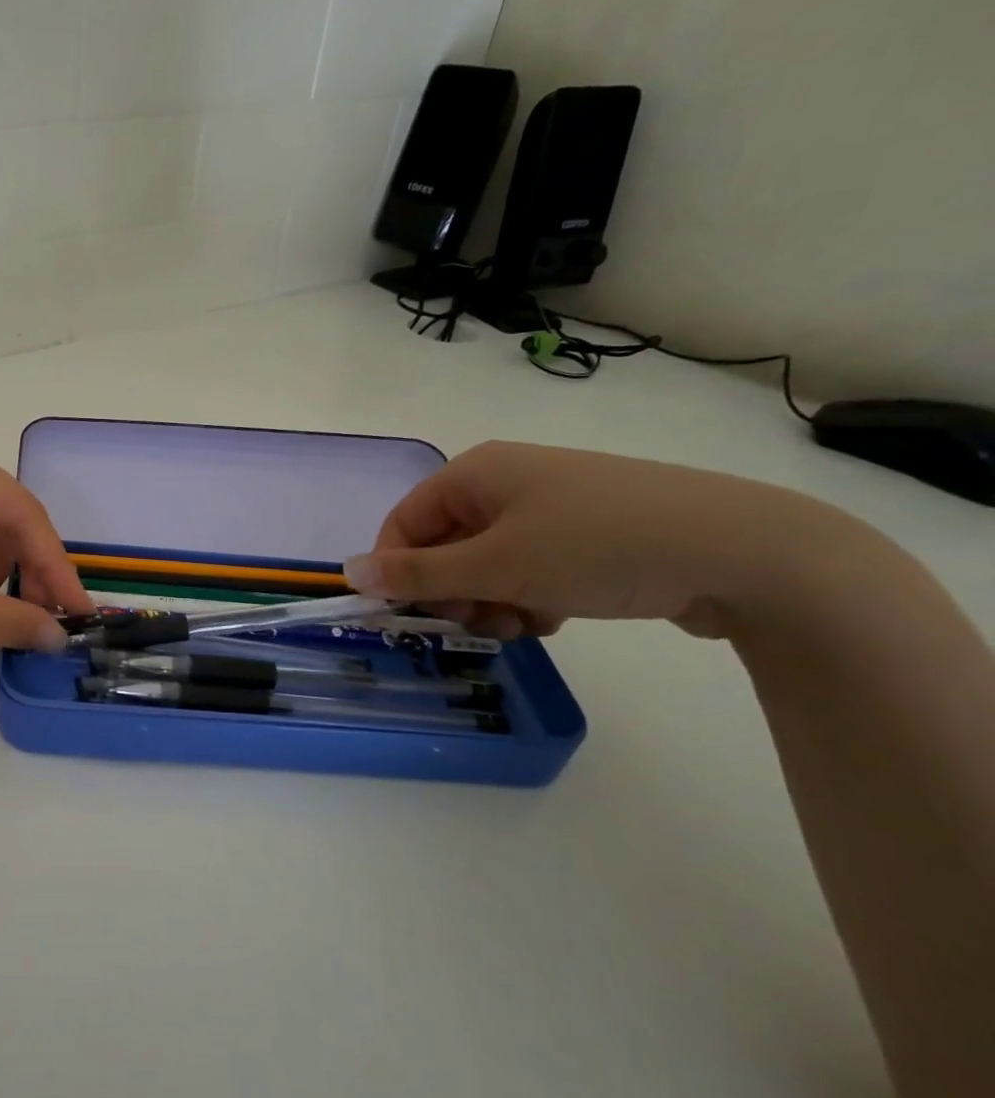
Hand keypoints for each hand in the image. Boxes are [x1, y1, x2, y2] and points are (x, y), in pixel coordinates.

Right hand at [342, 441, 863, 640]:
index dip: (399, 571)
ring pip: (488, 562)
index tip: (414, 616)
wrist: (748, 553)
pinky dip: (530, 596)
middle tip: (480, 625)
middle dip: (454, 592)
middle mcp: (507, 481)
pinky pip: (530, 566)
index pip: (404, 523)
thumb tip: (349, 572)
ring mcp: (552, 505)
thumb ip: (417, 573)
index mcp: (476, 472)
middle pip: (446, 543)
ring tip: (527, 625)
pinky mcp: (588, 531)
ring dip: (492, 601)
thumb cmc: (598, 547)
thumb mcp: (496, 567)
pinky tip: (557, 616)